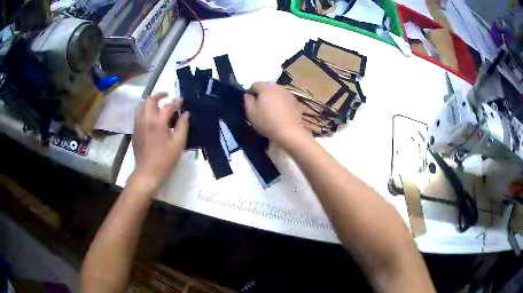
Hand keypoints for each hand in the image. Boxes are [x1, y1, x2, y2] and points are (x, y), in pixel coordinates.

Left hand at [133, 93, 188, 189]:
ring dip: (150, 101)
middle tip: (167, 96)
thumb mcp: (178, 144)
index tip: (182, 100)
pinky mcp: (135, 130)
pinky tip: (151, 116)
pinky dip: (145, 109)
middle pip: (150, 100)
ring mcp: (138, 124)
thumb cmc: (165, 159)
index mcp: (158, 122)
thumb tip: (186, 113)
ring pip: (141, 105)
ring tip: (158, 104)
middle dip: (159, 95)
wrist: (147, 172)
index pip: (168, 106)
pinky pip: (138, 114)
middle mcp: (146, 119)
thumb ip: (183, 126)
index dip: (176, 102)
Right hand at [244, 82, 307, 147]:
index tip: (251, 103)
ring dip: (273, 97)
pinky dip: (282, 103)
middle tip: (261, 106)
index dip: (251, 93)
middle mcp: (278, 87)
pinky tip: (281, 113)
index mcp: (266, 88)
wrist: (289, 132)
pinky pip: (285, 99)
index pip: (255, 84)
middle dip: (263, 93)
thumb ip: (247, 100)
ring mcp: (288, 94)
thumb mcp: (251, 112)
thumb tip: (248, 94)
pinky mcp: (295, 102)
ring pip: (277, 92)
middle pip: (267, 86)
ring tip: (272, 110)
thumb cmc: (266, 121)